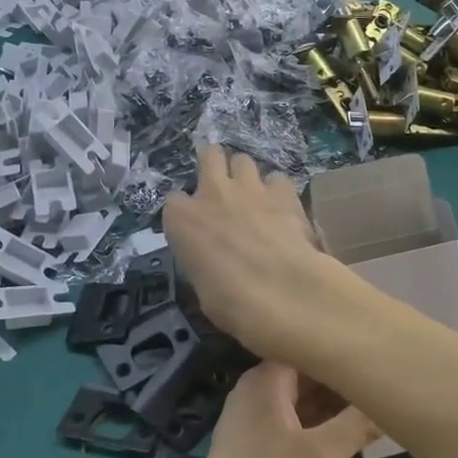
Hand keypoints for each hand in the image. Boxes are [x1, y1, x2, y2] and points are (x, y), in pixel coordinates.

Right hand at [162, 144, 347, 361]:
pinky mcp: (283, 192)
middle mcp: (212, 193)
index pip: (174, 201)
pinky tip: (284, 209)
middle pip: (209, 155)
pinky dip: (278, 192)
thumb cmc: (229, 301)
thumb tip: (215, 260)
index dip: (186, 213)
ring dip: (247, 176)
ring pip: (243, 160)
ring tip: (256, 198)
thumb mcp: (201, 285)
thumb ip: (204, 259)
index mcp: (181, 219)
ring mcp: (249, 187)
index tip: (196, 227)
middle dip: (215, 166)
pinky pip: (277, 179)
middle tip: (225, 189)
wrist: (279, 291)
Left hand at [163, 363, 375, 457]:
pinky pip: (292, 423)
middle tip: (385, 386)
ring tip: (376, 408)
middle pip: (305, 373)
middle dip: (342, 381)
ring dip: (333, 406)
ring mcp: (251, 420)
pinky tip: (349, 436)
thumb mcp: (321, 456)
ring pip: (300, 400)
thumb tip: (394, 399)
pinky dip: (318, 426)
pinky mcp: (253, 447)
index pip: (308, 346)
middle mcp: (254, 391)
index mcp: (263, 379)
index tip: (377, 354)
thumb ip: (358, 424)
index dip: (342, 349)